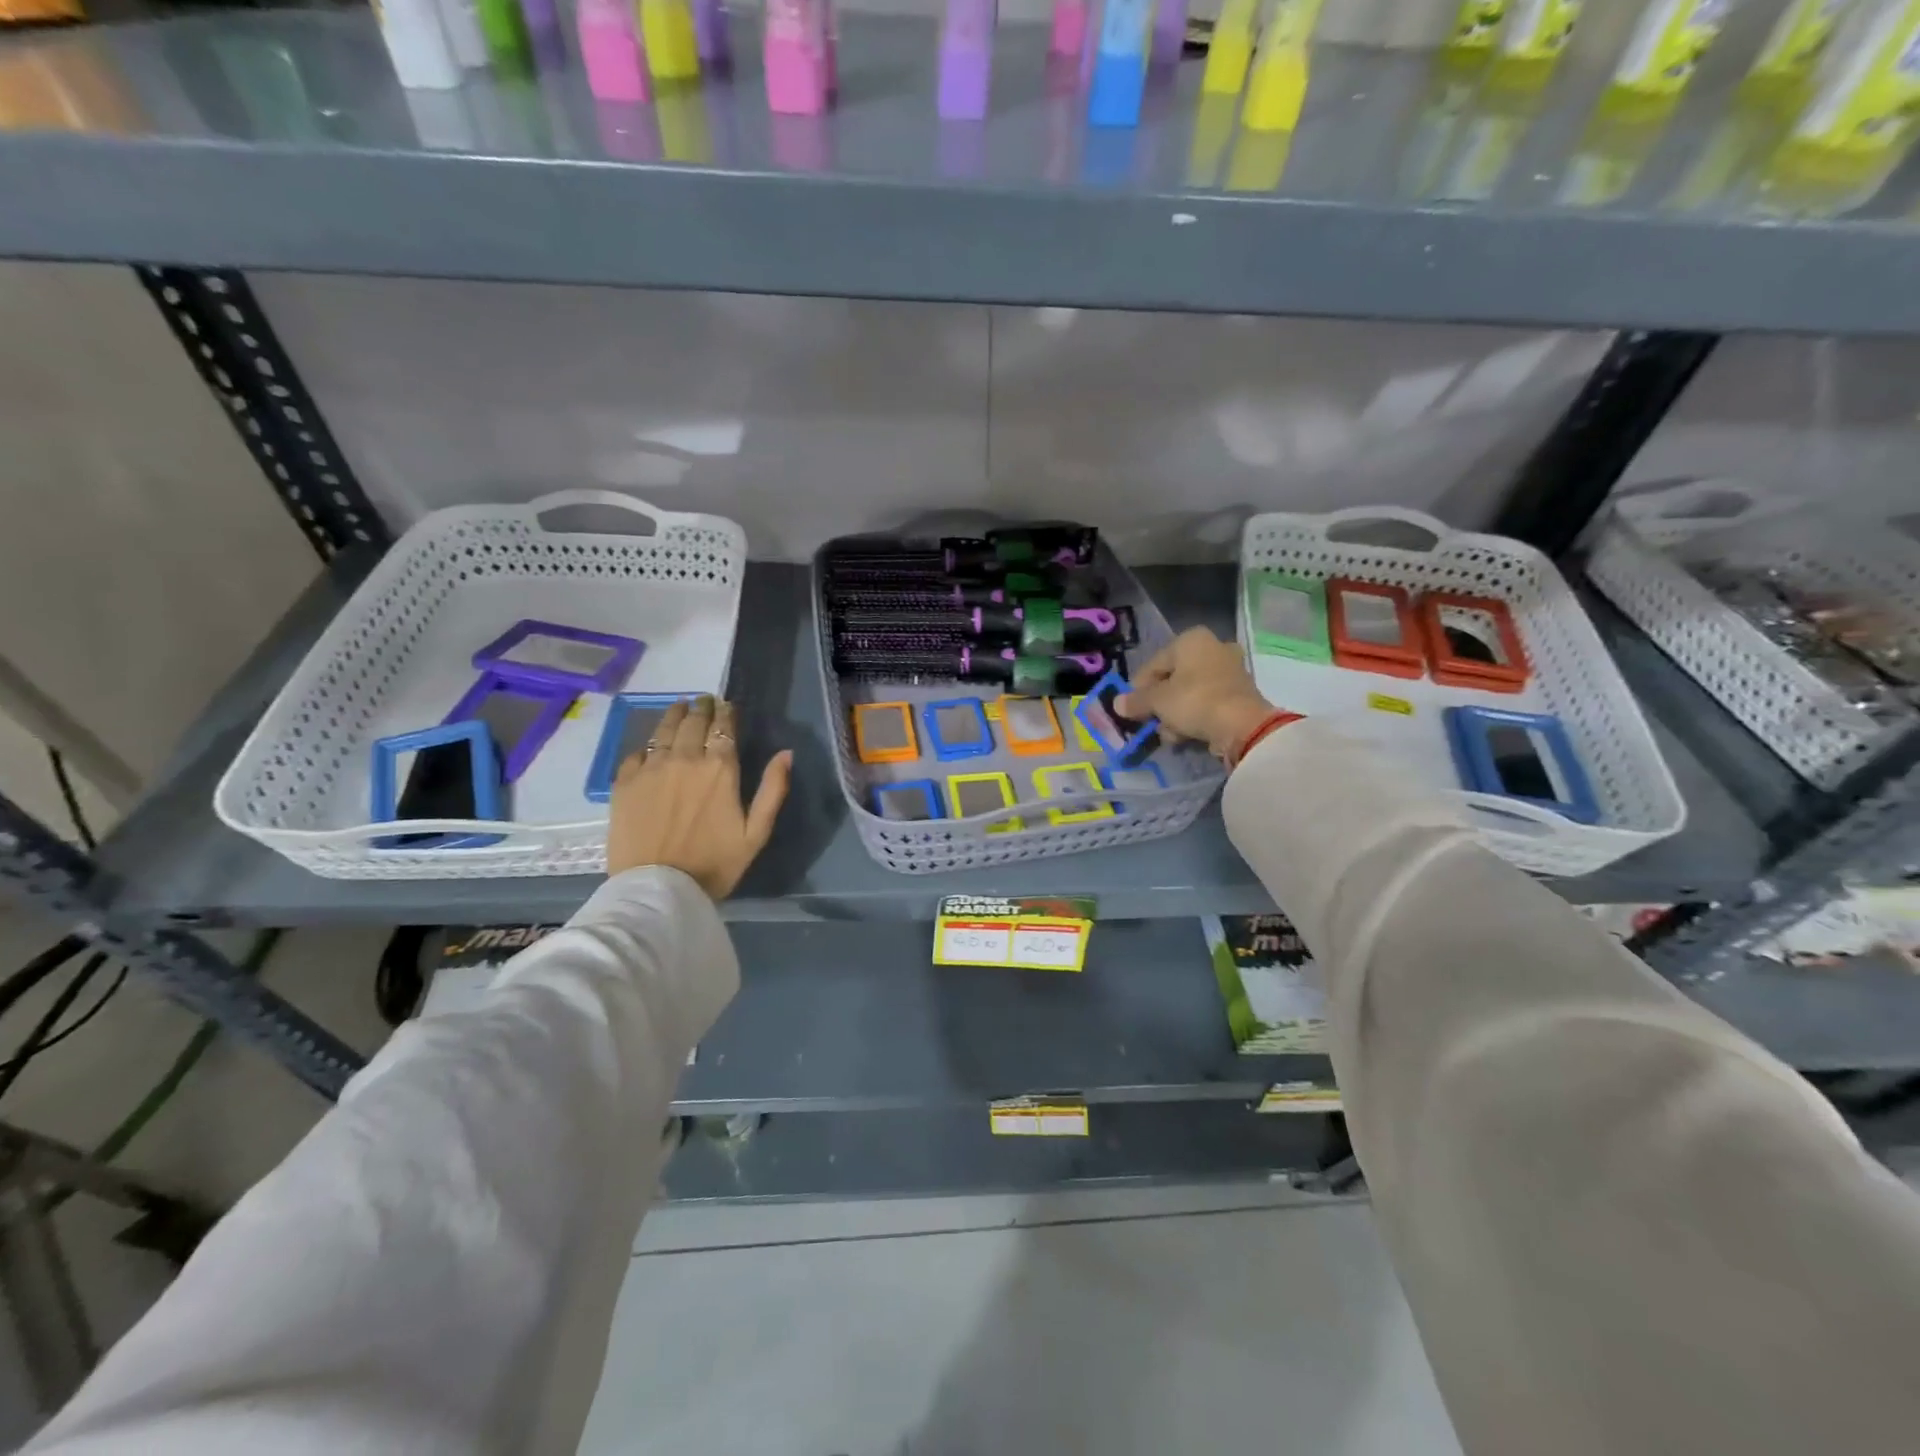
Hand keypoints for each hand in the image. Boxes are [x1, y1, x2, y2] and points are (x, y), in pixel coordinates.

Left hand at [606, 696, 793, 898]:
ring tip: (679, 707)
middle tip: (704, 701)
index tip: (727, 705)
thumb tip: (786, 753)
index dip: (726, 713)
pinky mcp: (624, 784)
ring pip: (663, 730)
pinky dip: (647, 746)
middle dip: (701, 708)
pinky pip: (636, 754)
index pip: (723, 727)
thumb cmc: (714, 864)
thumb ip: (773, 790)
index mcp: (720, 769)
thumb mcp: (756, 833)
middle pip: (693, 722)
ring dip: (674, 715)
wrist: (658, 889)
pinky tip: (650, 748)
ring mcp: (650, 769)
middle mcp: (684, 759)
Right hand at [1115, 628, 1276, 761]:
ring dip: (1175, 714)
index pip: (1154, 664)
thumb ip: (1136, 701)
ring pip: (1190, 692)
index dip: (1139, 688)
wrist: (1242, 725)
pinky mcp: (1240, 693)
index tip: (1131, 709)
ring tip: (1169, 734)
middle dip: (1160, 703)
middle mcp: (1213, 647)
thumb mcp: (1157, 701)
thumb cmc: (1194, 701)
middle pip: (1173, 678)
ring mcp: (1230, 670)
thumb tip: (1117, 703)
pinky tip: (1186, 735)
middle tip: (1150, 722)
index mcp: (1191, 640)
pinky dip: (1195, 717)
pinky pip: (1207, 702)